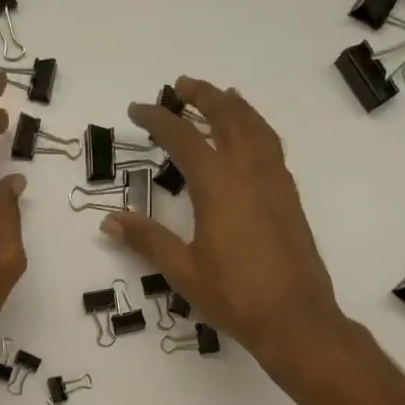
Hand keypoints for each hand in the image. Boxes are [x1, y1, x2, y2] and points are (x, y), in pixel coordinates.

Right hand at [110, 77, 349, 378]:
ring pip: (256, 127)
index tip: (136, 109)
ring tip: (221, 97)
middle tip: (181, 85)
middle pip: (227, 117)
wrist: (294, 318)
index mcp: (218, 185)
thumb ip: (147, 241)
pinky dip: (257, 128)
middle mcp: (249, 172)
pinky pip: (272, 146)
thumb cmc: (234, 296)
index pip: (183, 138)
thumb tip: (110, 220)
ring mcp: (275, 182)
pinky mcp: (289, 197)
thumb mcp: (183, 271)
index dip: (158, 120)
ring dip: (235, 106)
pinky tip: (251, 139)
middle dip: (203, 96)